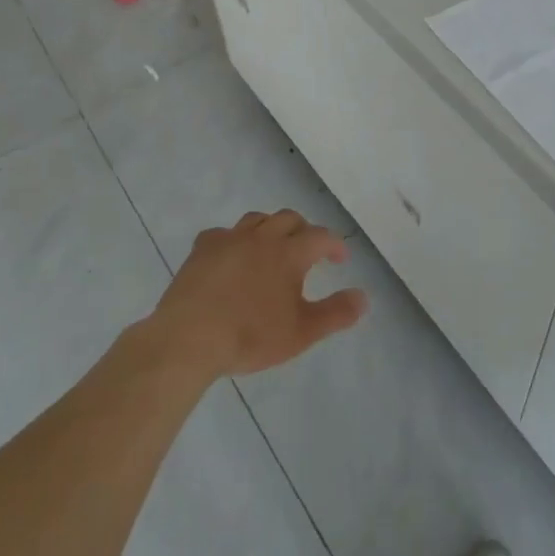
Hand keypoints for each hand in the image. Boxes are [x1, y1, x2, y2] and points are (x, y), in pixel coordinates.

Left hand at [151, 210, 368, 378]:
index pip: (320, 237)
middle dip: (304, 230)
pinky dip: (234, 240)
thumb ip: (336, 313)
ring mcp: (229, 239)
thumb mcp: (302, 332)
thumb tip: (364, 297)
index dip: (334, 245)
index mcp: (289, 253)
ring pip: (256, 220)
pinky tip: (231, 256)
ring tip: (272, 247)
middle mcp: (262, 237)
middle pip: (289, 218)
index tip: (340, 258)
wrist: (190, 337)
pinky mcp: (202, 249)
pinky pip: (223, 233)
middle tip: (308, 250)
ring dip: (270, 228)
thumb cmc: (251, 336)